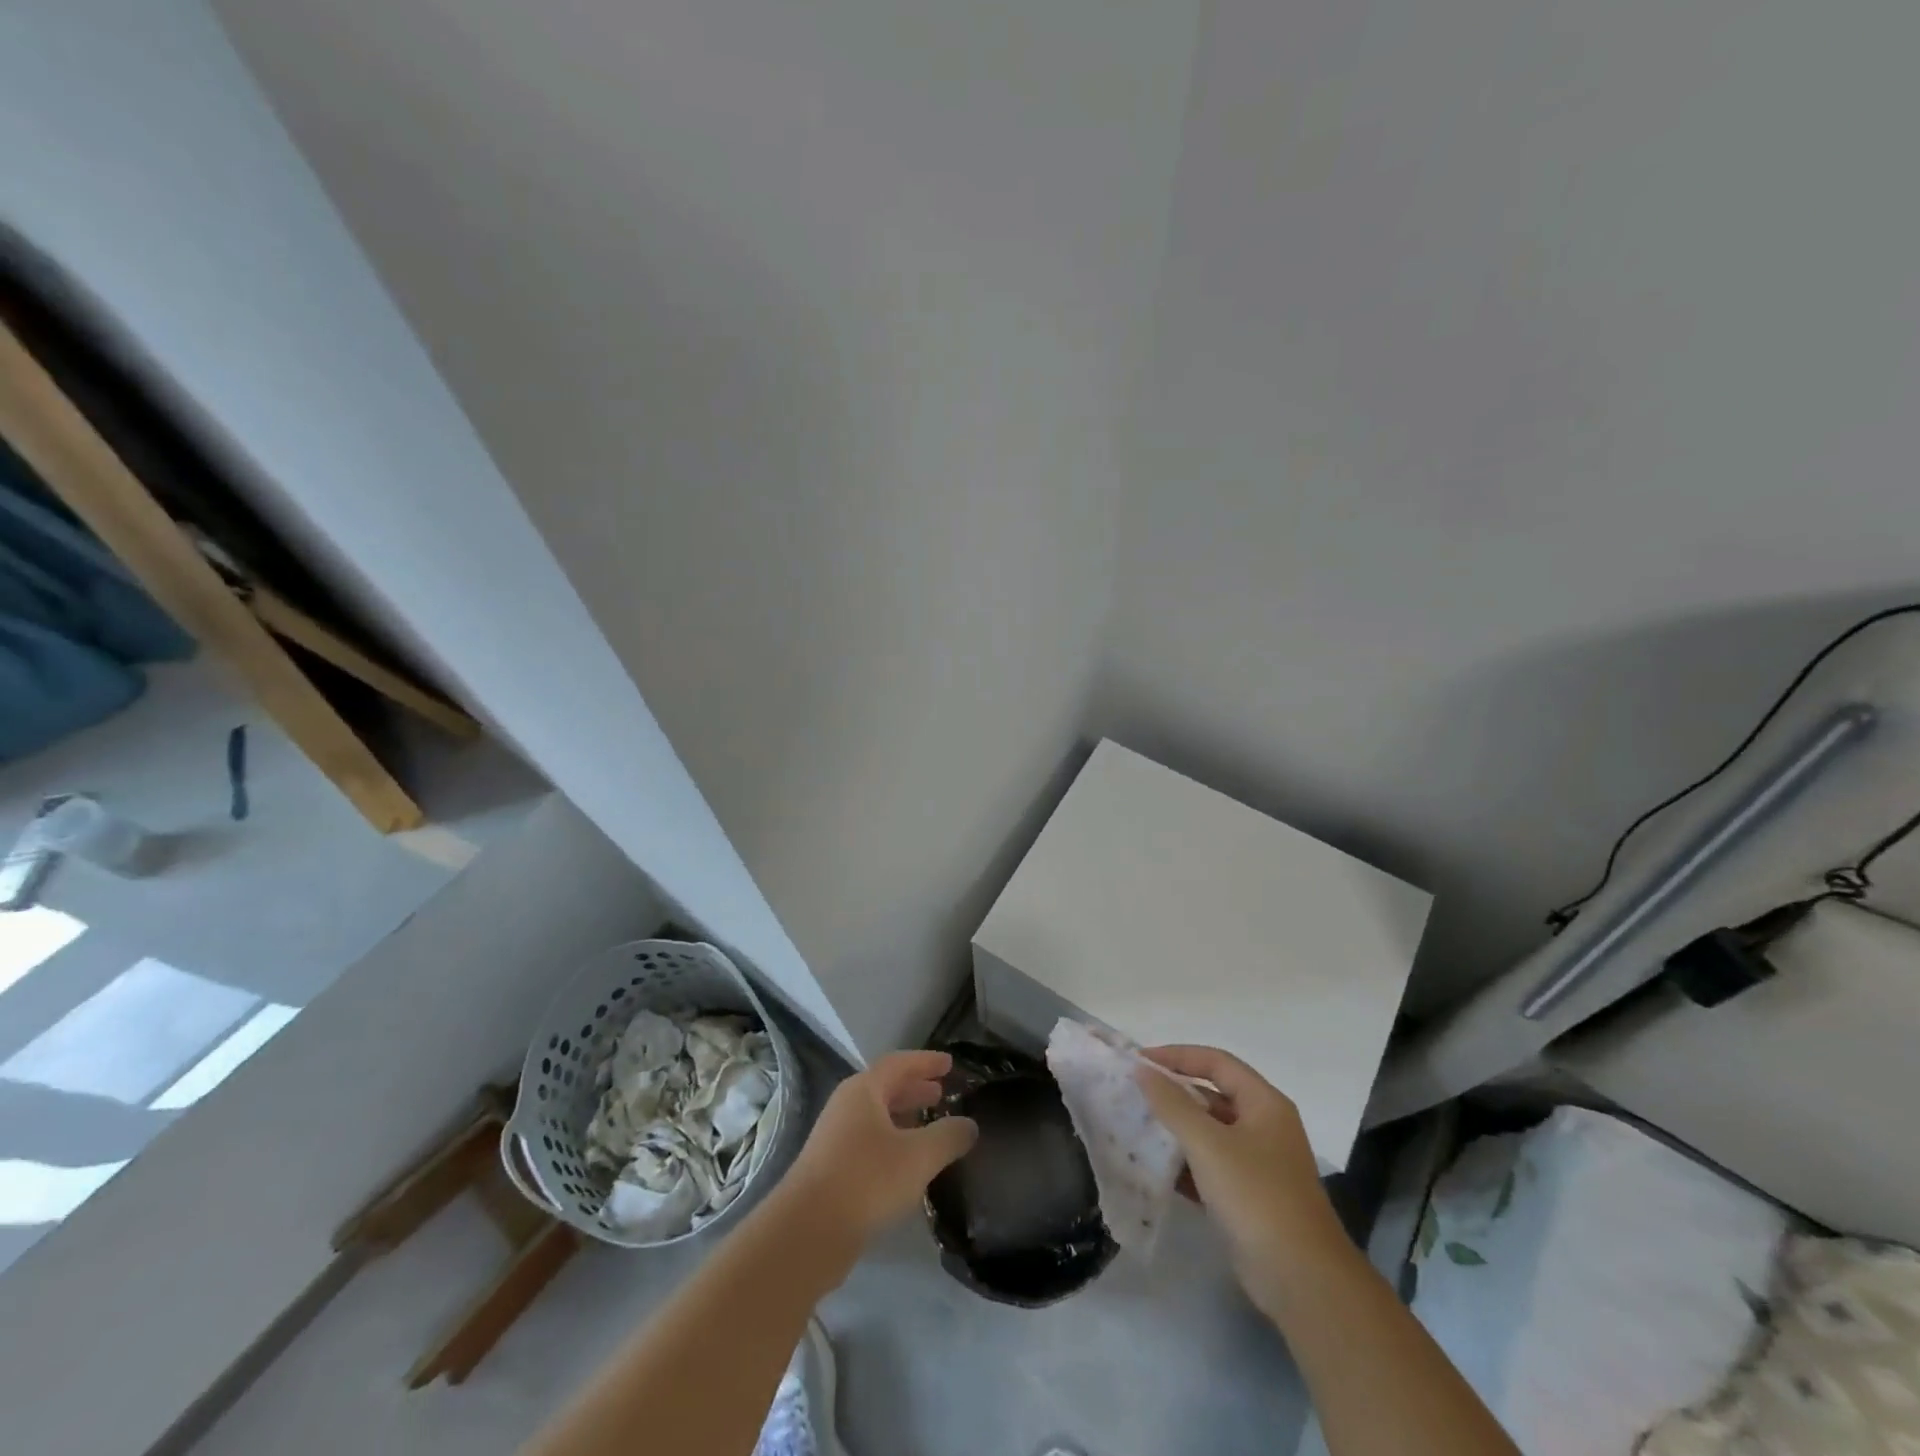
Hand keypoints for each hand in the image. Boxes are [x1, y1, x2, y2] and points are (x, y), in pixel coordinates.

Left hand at [779, 1051, 978, 1247]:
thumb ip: (948, 1136)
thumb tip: (969, 1125)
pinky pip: (868, 1143)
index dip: (926, 1062)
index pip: (899, 1063)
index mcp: (863, 1091)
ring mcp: (834, 1138)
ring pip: (876, 1117)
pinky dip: (892, 1142)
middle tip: (941, 1093)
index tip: (950, 1063)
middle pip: (885, 1088)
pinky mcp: (831, 1169)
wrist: (807, 1232)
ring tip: (929, 1126)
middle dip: (914, 1089)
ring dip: (904, 1117)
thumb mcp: (918, 1156)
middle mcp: (846, 1107)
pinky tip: (907, 1165)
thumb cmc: (866, 1180)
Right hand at [1135, 1045, 1349, 1314]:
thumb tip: (1143, 1071)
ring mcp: (1259, 1164)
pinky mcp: (1249, 1197)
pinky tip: (1156, 1168)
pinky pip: (1210, 1166)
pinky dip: (1185, 1162)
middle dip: (1174, 1092)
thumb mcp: (1209, 1144)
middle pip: (1213, 1095)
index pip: (1216, 1062)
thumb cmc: (1256, 1197)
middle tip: (1135, 1094)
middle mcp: (1264, 1126)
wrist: (1302, 1280)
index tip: (1140, 1061)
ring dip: (1176, 1128)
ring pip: (1210, 1132)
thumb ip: (1173, 1105)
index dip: (1177, 1056)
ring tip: (1138, 1126)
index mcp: (1264, 1104)